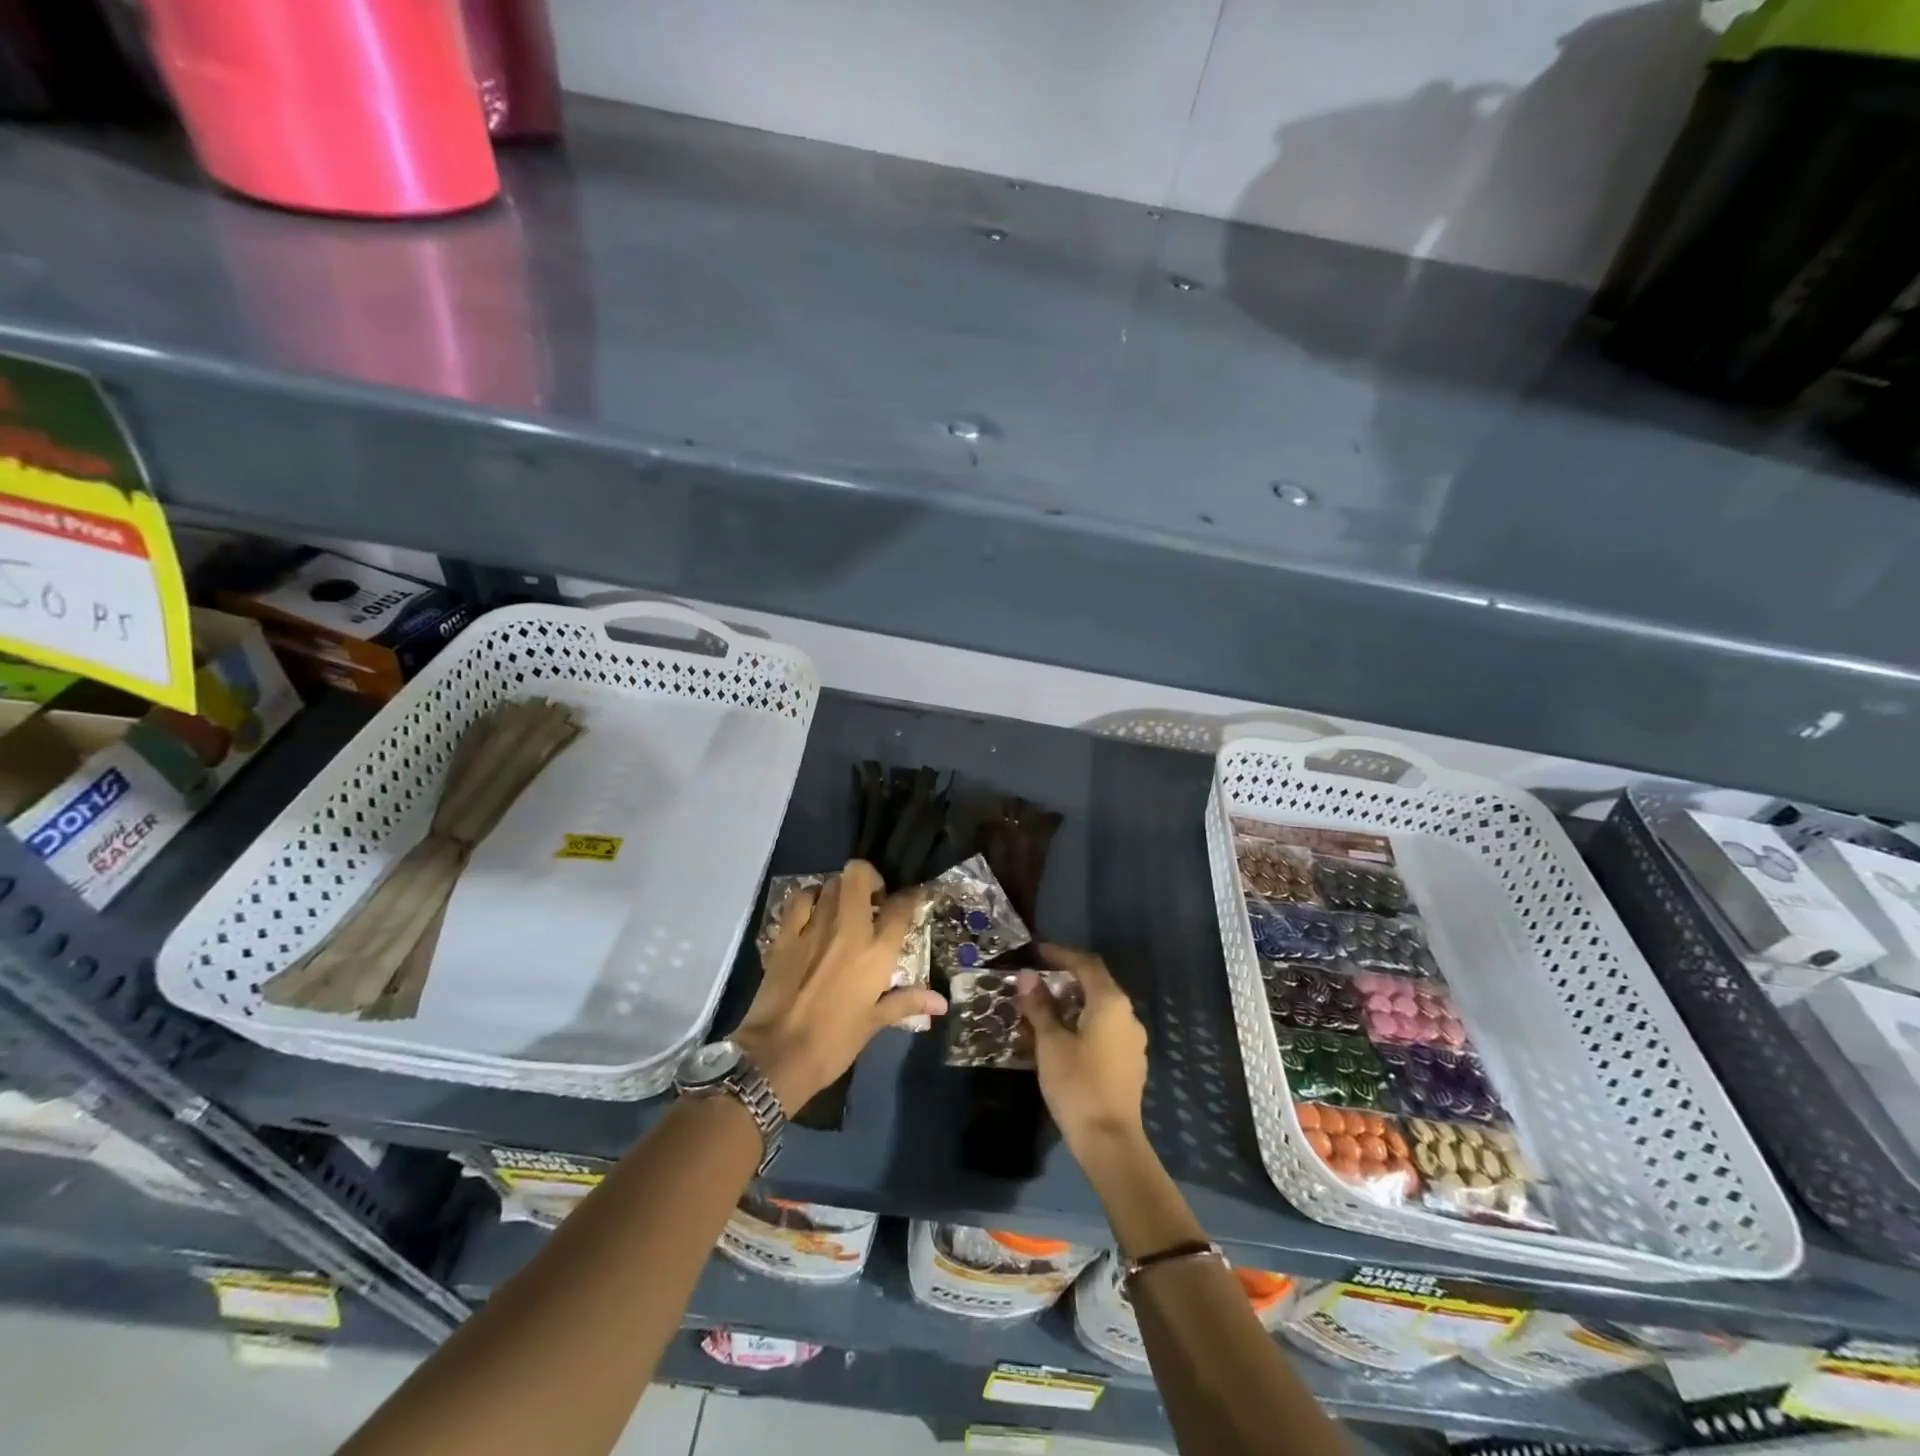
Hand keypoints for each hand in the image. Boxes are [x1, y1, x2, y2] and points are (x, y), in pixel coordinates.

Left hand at [734, 860, 945, 1109]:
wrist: (776, 1056)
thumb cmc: (834, 1042)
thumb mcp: (874, 1023)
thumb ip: (907, 1001)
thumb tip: (942, 1002)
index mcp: (876, 952)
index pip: (901, 907)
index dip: (911, 896)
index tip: (912, 898)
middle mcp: (848, 929)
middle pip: (860, 876)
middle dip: (871, 879)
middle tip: (874, 901)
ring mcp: (814, 927)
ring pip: (831, 883)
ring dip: (842, 889)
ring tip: (845, 908)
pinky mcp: (786, 934)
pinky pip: (800, 898)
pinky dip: (810, 897)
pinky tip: (814, 911)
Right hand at [1018, 944, 1147, 1159]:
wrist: (1109, 1141)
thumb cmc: (1077, 1084)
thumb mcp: (1050, 1042)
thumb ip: (1039, 1006)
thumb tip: (1026, 976)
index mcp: (1110, 1002)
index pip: (1086, 964)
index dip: (1062, 954)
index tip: (1038, 952)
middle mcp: (1128, 1015)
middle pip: (1097, 984)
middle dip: (1068, 977)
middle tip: (1039, 979)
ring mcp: (1133, 1040)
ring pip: (1102, 1008)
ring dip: (1075, 1002)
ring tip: (1046, 1008)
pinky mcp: (1131, 1062)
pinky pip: (1106, 1029)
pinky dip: (1085, 1022)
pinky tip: (1064, 1036)